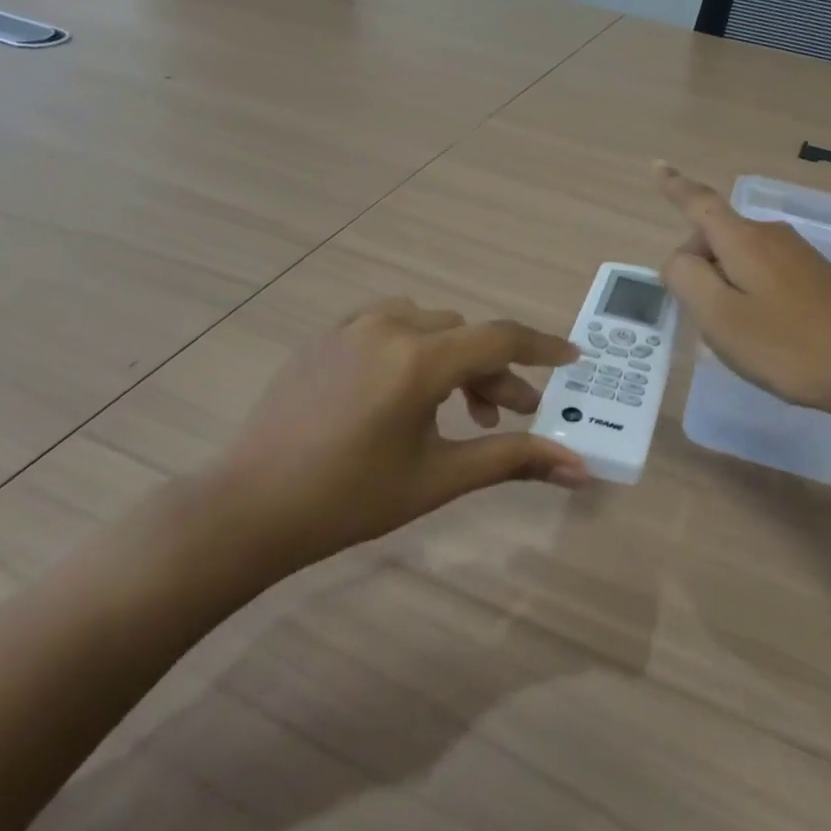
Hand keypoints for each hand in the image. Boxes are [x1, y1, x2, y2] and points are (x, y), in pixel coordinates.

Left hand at [203, 300, 589, 571]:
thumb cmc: (351, 498)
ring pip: (428, 324)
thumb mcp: (439, 478)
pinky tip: (404, 386)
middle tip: (505, 416)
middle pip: (464, 336)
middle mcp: (388, 327)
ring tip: (452, 406)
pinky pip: (387, 324)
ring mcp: (350, 327)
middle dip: (493, 372)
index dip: (541, 348)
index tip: (572, 358)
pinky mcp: (325, 337)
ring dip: (453, 357)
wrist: (251, 506)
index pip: (499, 339)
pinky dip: (414, 346)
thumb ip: (512, 460)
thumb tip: (579, 468)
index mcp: (418, 360)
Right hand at [656, 163, 830, 424]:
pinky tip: (764, 335)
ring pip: (740, 259)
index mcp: (744, 240)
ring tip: (733, 334)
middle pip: (717, 237)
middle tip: (699, 317)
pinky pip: (765, 275)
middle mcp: (772, 237)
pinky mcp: (818, 278)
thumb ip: (686, 279)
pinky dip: (749, 295)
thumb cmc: (789, 345)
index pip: (699, 203)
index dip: (674, 186)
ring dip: (724, 287)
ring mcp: (799, 256)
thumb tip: (677, 260)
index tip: (656, 165)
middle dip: (697, 267)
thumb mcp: (720, 317)